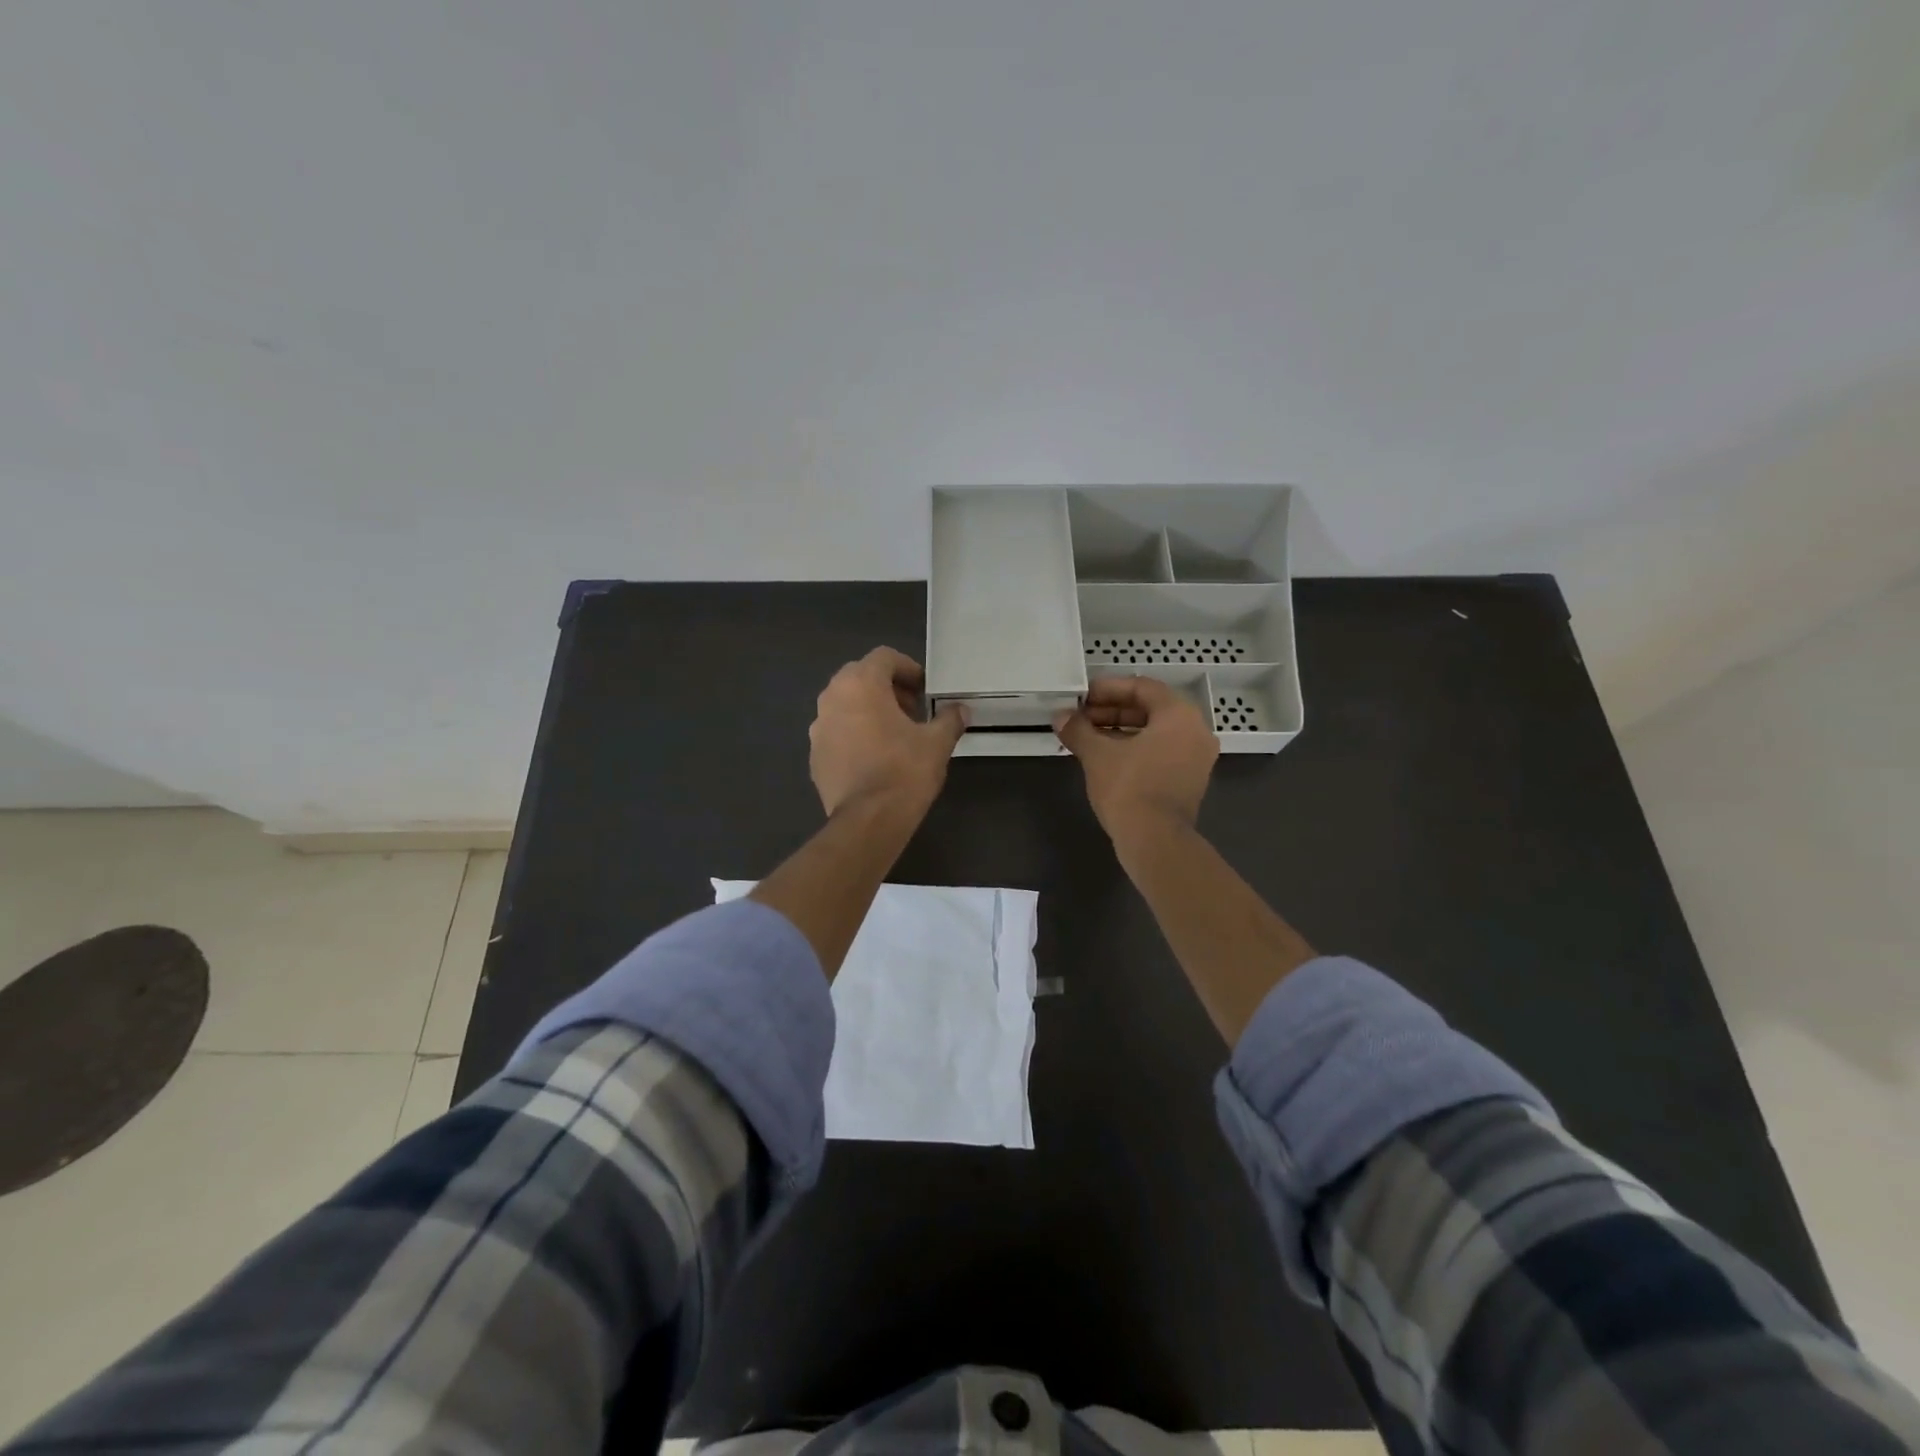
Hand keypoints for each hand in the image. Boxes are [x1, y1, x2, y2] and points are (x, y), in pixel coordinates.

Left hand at [809, 647, 969, 818]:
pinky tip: (874, 758)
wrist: (868, 820)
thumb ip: (949, 720)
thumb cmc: (904, 771)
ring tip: (894, 735)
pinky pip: (836, 732)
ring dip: (869, 710)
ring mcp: (818, 727)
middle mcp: (832, 698)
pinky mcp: (814, 755)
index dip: (908, 669)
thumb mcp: (937, 743)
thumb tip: (961, 710)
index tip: (925, 690)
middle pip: (860, 677)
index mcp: (861, 684)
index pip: (884, 657)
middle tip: (912, 710)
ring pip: (845, 704)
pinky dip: (854, 734)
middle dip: (887, 688)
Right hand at [1054, 677, 1218, 843]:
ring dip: (1120, 730)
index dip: (1108, 689)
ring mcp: (1197, 758)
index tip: (1082, 697)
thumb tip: (1060, 717)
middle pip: (1150, 708)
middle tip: (1081, 718)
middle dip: (1112, 711)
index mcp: (1179, 715)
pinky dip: (1135, 748)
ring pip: (1155, 732)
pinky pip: (1161, 752)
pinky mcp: (1190, 780)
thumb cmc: (1129, 788)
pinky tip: (1106, 757)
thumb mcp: (1097, 754)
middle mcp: (1195, 731)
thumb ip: (1078, 730)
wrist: (1156, 841)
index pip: (1142, 687)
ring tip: (1087, 737)